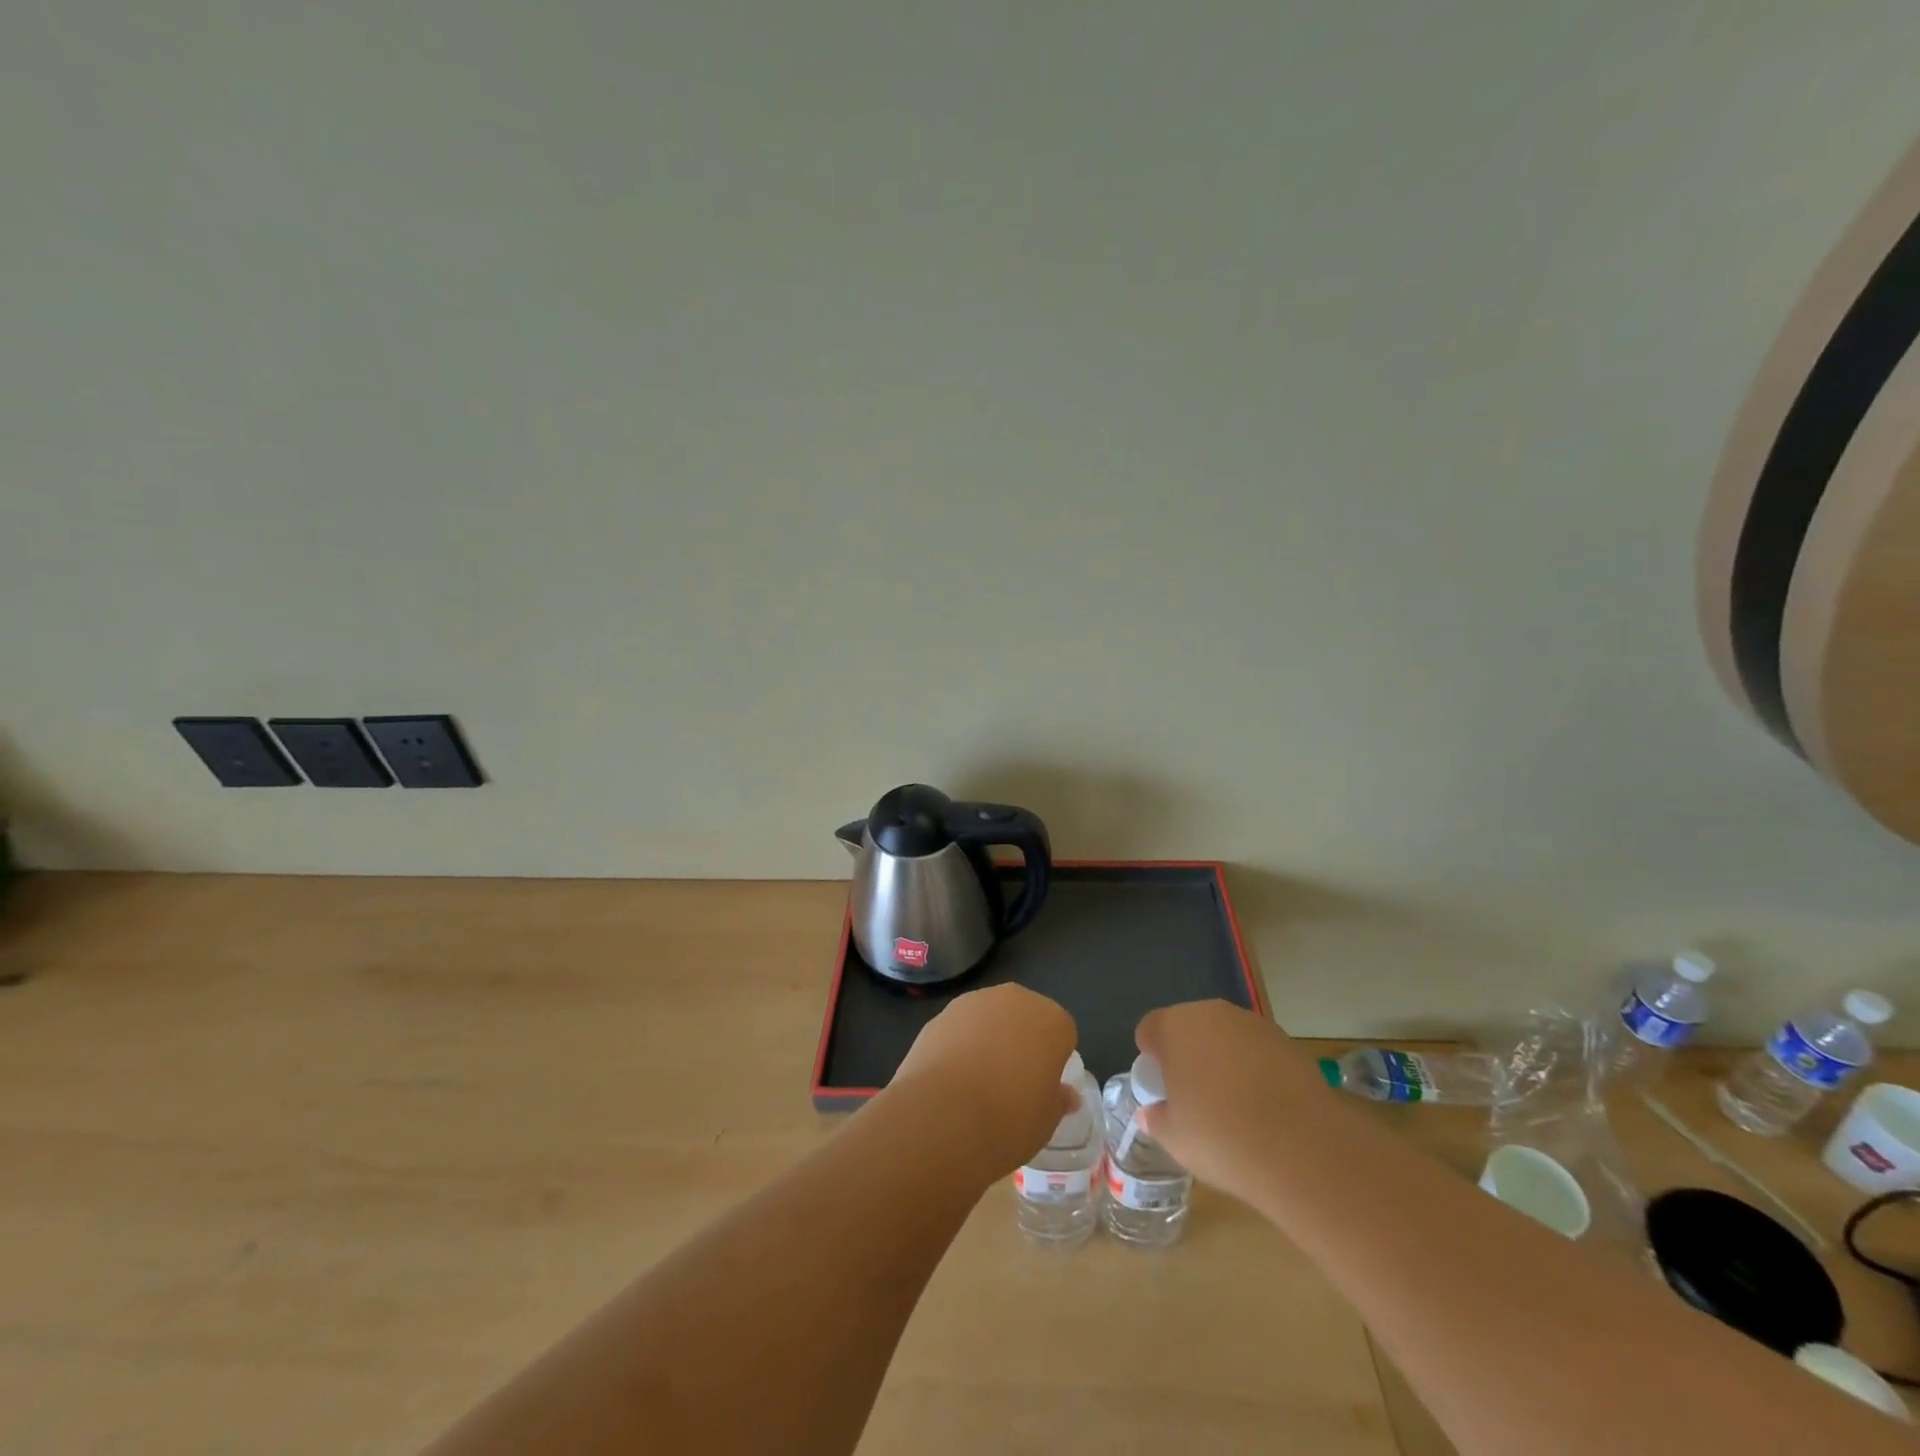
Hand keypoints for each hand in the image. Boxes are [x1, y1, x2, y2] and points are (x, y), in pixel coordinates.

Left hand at [889, 984, 1077, 1179]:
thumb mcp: (1046, 1121)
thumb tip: (1067, 1095)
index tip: (1042, 1088)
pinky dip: (958, 1046)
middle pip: (1025, 1018)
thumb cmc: (1009, 1118)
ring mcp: (974, 1002)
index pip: (1062, 1034)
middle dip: (1021, 1042)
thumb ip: (1058, 1100)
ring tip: (976, 1084)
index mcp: (1051, 1020)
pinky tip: (950, 1080)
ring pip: (990, 1019)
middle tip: (1012, 1083)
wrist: (943, 1114)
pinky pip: (959, 1029)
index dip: (1053, 1061)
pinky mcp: (940, 1014)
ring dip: (988, 1040)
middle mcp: (1015, 999)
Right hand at [1133, 1000, 1331, 1202]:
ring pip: (1226, 1037)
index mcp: (1174, 1027)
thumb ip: (1156, 1119)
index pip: (1150, 1029)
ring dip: (1223, 1059)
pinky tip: (1265, 1106)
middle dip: (1188, 1054)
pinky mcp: (1288, 1042)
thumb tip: (1150, 1114)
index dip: (1151, 1057)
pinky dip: (1256, 1069)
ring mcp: (1253, 1024)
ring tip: (1233, 1104)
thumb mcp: (1174, 1138)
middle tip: (1193, 1095)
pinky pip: (1258, 1051)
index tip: (1161, 1088)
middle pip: (1189, 1027)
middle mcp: (1211, 1013)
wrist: (1301, 1148)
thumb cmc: (1220, 1137)